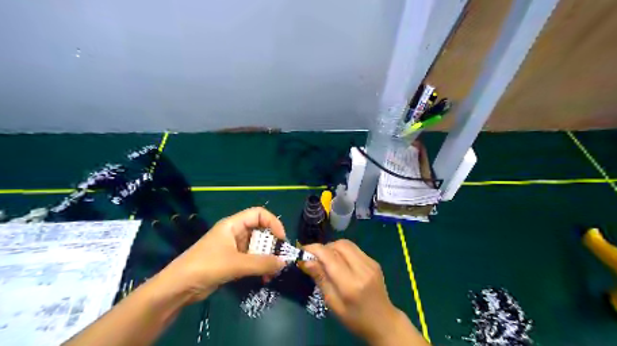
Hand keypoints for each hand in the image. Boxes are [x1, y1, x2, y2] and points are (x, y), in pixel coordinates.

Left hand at [157, 207, 284, 303]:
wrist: (178, 288)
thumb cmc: (206, 266)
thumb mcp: (236, 264)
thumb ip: (261, 263)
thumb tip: (284, 262)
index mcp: (233, 224)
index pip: (259, 214)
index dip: (273, 223)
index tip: (281, 239)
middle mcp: (235, 233)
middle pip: (260, 231)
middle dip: (271, 245)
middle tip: (279, 260)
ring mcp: (233, 248)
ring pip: (257, 247)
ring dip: (266, 259)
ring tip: (272, 273)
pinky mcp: (231, 261)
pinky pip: (251, 260)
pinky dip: (259, 267)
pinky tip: (263, 278)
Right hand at [302, 240, 408, 342]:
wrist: (384, 322)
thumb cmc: (355, 319)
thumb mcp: (333, 304)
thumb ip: (320, 280)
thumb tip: (306, 261)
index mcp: (351, 284)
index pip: (330, 256)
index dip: (314, 249)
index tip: (302, 251)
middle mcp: (362, 269)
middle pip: (339, 245)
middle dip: (324, 247)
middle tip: (315, 258)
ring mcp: (371, 263)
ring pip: (347, 244)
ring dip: (333, 247)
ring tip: (327, 259)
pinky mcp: (374, 261)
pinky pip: (354, 249)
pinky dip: (343, 251)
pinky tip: (340, 262)